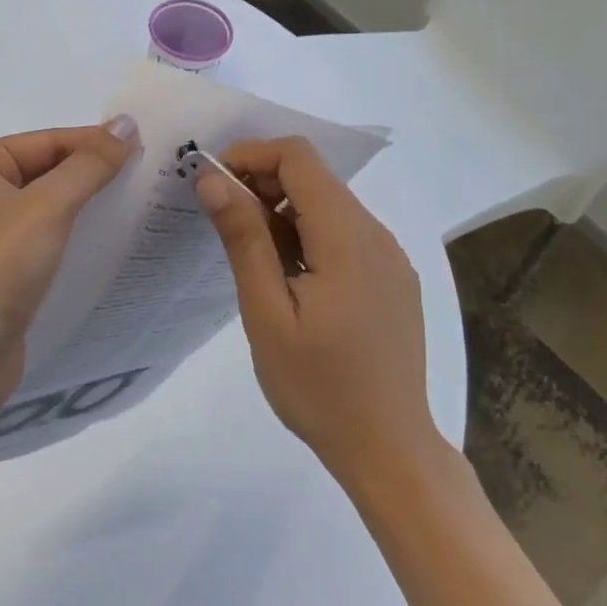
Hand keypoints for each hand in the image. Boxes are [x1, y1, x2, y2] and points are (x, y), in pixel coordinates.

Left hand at [0, 117, 140, 412]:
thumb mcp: (48, 207)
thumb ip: (90, 164)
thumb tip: (126, 123)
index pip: (47, 140)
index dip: (95, 143)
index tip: (146, 147)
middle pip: (48, 169)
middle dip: (94, 173)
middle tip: (149, 173)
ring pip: (50, 204)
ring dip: (89, 203)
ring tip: (139, 202)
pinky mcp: (3, 267)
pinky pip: (47, 236)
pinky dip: (76, 233)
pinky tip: (112, 237)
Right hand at [196, 137, 435, 483]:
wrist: (389, 450)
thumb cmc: (318, 387)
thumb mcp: (267, 313)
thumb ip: (243, 239)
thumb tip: (213, 179)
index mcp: (347, 237)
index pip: (299, 158)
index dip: (252, 155)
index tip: (214, 183)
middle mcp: (376, 234)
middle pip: (315, 177)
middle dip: (263, 183)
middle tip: (225, 223)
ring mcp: (390, 257)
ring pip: (330, 204)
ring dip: (284, 211)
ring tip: (255, 259)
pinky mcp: (393, 278)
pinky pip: (346, 233)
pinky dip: (309, 234)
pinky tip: (291, 278)